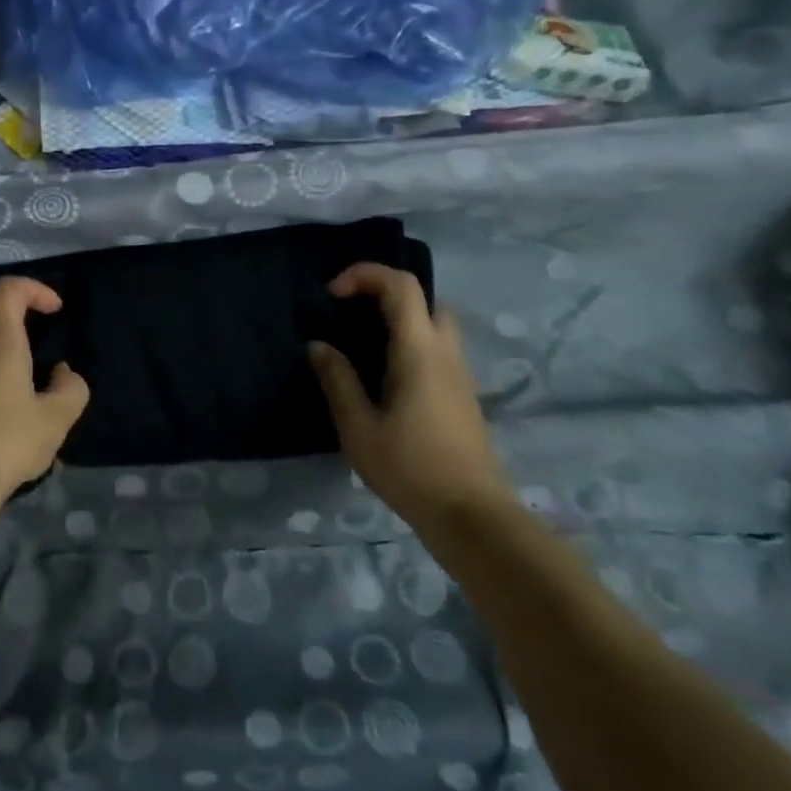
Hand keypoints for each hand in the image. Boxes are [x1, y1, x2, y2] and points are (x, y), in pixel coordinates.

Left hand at [0, 276, 90, 513]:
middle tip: (41, 337)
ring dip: (5, 348)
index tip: (56, 310)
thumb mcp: (55, 419)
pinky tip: (12, 410)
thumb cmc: (5, 442)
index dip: (34, 289)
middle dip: (16, 314)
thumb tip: (63, 373)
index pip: (7, 288)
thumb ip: (71, 389)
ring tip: (33, 380)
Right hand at [308, 263, 510, 540]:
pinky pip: (438, 348)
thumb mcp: (358, 428)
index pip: (401, 285)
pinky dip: (411, 342)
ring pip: (435, 323)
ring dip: (401, 318)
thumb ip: (337, 381)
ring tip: (364, 344)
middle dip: (386, 293)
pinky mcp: (463, 395)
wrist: (472, 516)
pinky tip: (386, 377)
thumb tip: (318, 346)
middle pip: (425, 298)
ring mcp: (460, 374)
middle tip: (352, 313)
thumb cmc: (410, 469)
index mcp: (418, 351)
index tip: (332, 295)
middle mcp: (445, 352)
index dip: (365, 274)